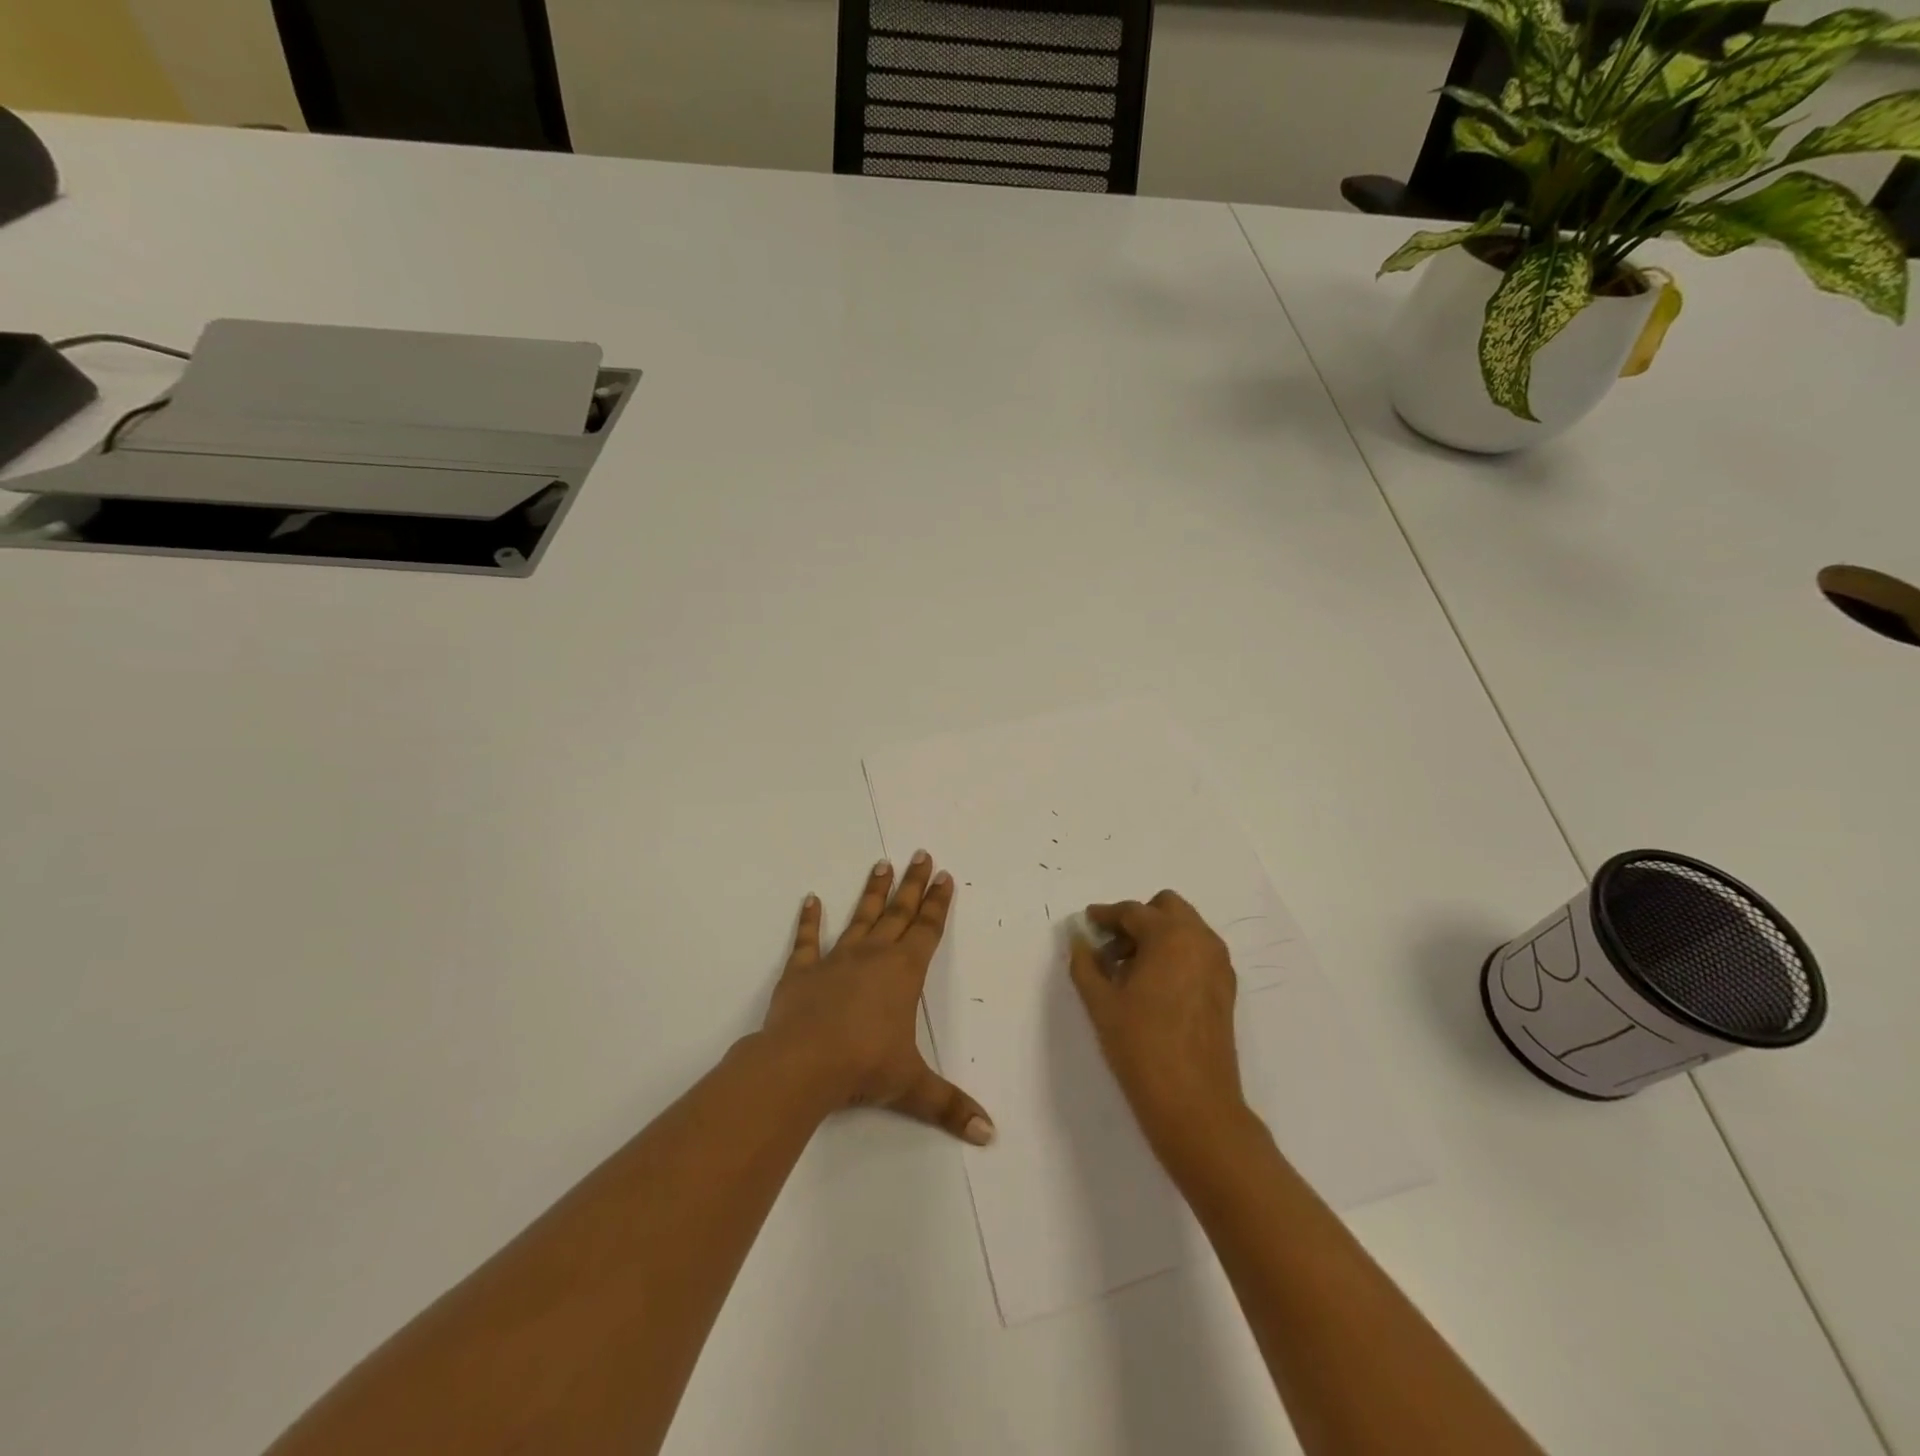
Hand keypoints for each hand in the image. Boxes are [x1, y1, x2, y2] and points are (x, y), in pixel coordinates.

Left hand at [762, 852, 993, 1144]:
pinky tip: (810, 899)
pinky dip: (809, 920)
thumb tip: (989, 1134)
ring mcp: (836, 959)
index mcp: (904, 973)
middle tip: (921, 855)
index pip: (927, 930)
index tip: (944, 876)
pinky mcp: (802, 971)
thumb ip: (950, 1106)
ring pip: (861, 917)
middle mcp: (874, 955)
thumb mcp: (912, 1087)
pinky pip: (807, 940)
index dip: (938, 903)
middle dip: (913, 885)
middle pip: (899, 913)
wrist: (802, 1063)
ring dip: (873, 892)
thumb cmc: (864, 1067)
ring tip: (881, 864)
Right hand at [1068, 890, 1247, 1160]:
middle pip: (1166, 908)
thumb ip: (1085, 963)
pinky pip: (1198, 952)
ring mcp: (1218, 964)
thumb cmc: (1141, 1047)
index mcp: (1170, 936)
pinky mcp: (1226, 988)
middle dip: (1138, 919)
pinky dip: (1176, 954)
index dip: (1105, 915)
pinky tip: (1153, 986)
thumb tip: (1079, 939)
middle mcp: (1200, 940)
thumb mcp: (1101, 1003)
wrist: (1194, 1104)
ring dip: (1158, 936)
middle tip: (1111, 946)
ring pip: (1185, 929)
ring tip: (1129, 969)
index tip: (1087, 922)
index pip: (1132, 911)